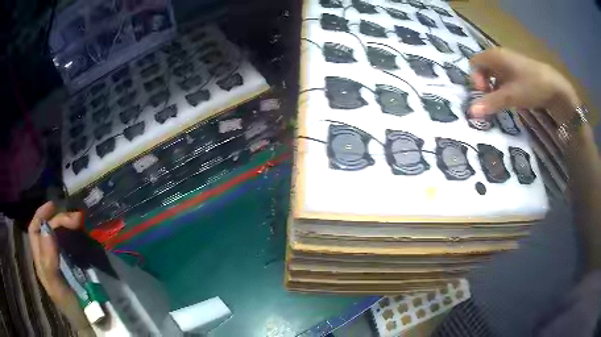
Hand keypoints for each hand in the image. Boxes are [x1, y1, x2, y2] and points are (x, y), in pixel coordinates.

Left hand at [27, 202, 83, 299]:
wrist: (91, 323)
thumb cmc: (71, 307)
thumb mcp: (57, 287)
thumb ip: (48, 261)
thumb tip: (47, 229)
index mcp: (41, 261)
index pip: (34, 230)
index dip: (41, 215)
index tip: (53, 205)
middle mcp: (48, 256)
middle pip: (48, 230)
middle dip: (59, 220)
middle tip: (77, 219)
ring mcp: (62, 260)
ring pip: (60, 235)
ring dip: (68, 225)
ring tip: (81, 222)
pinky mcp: (75, 264)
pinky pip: (71, 243)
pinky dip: (76, 234)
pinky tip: (83, 232)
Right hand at [469, 47, 579, 122]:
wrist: (555, 87)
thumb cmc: (531, 86)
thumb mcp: (510, 96)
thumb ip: (490, 103)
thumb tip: (470, 112)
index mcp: (495, 56)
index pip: (475, 63)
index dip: (475, 78)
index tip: (484, 93)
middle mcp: (501, 55)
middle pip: (484, 67)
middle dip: (484, 84)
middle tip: (492, 99)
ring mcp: (511, 62)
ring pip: (495, 73)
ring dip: (495, 87)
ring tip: (502, 101)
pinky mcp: (519, 70)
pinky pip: (505, 76)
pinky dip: (504, 87)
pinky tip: (512, 97)